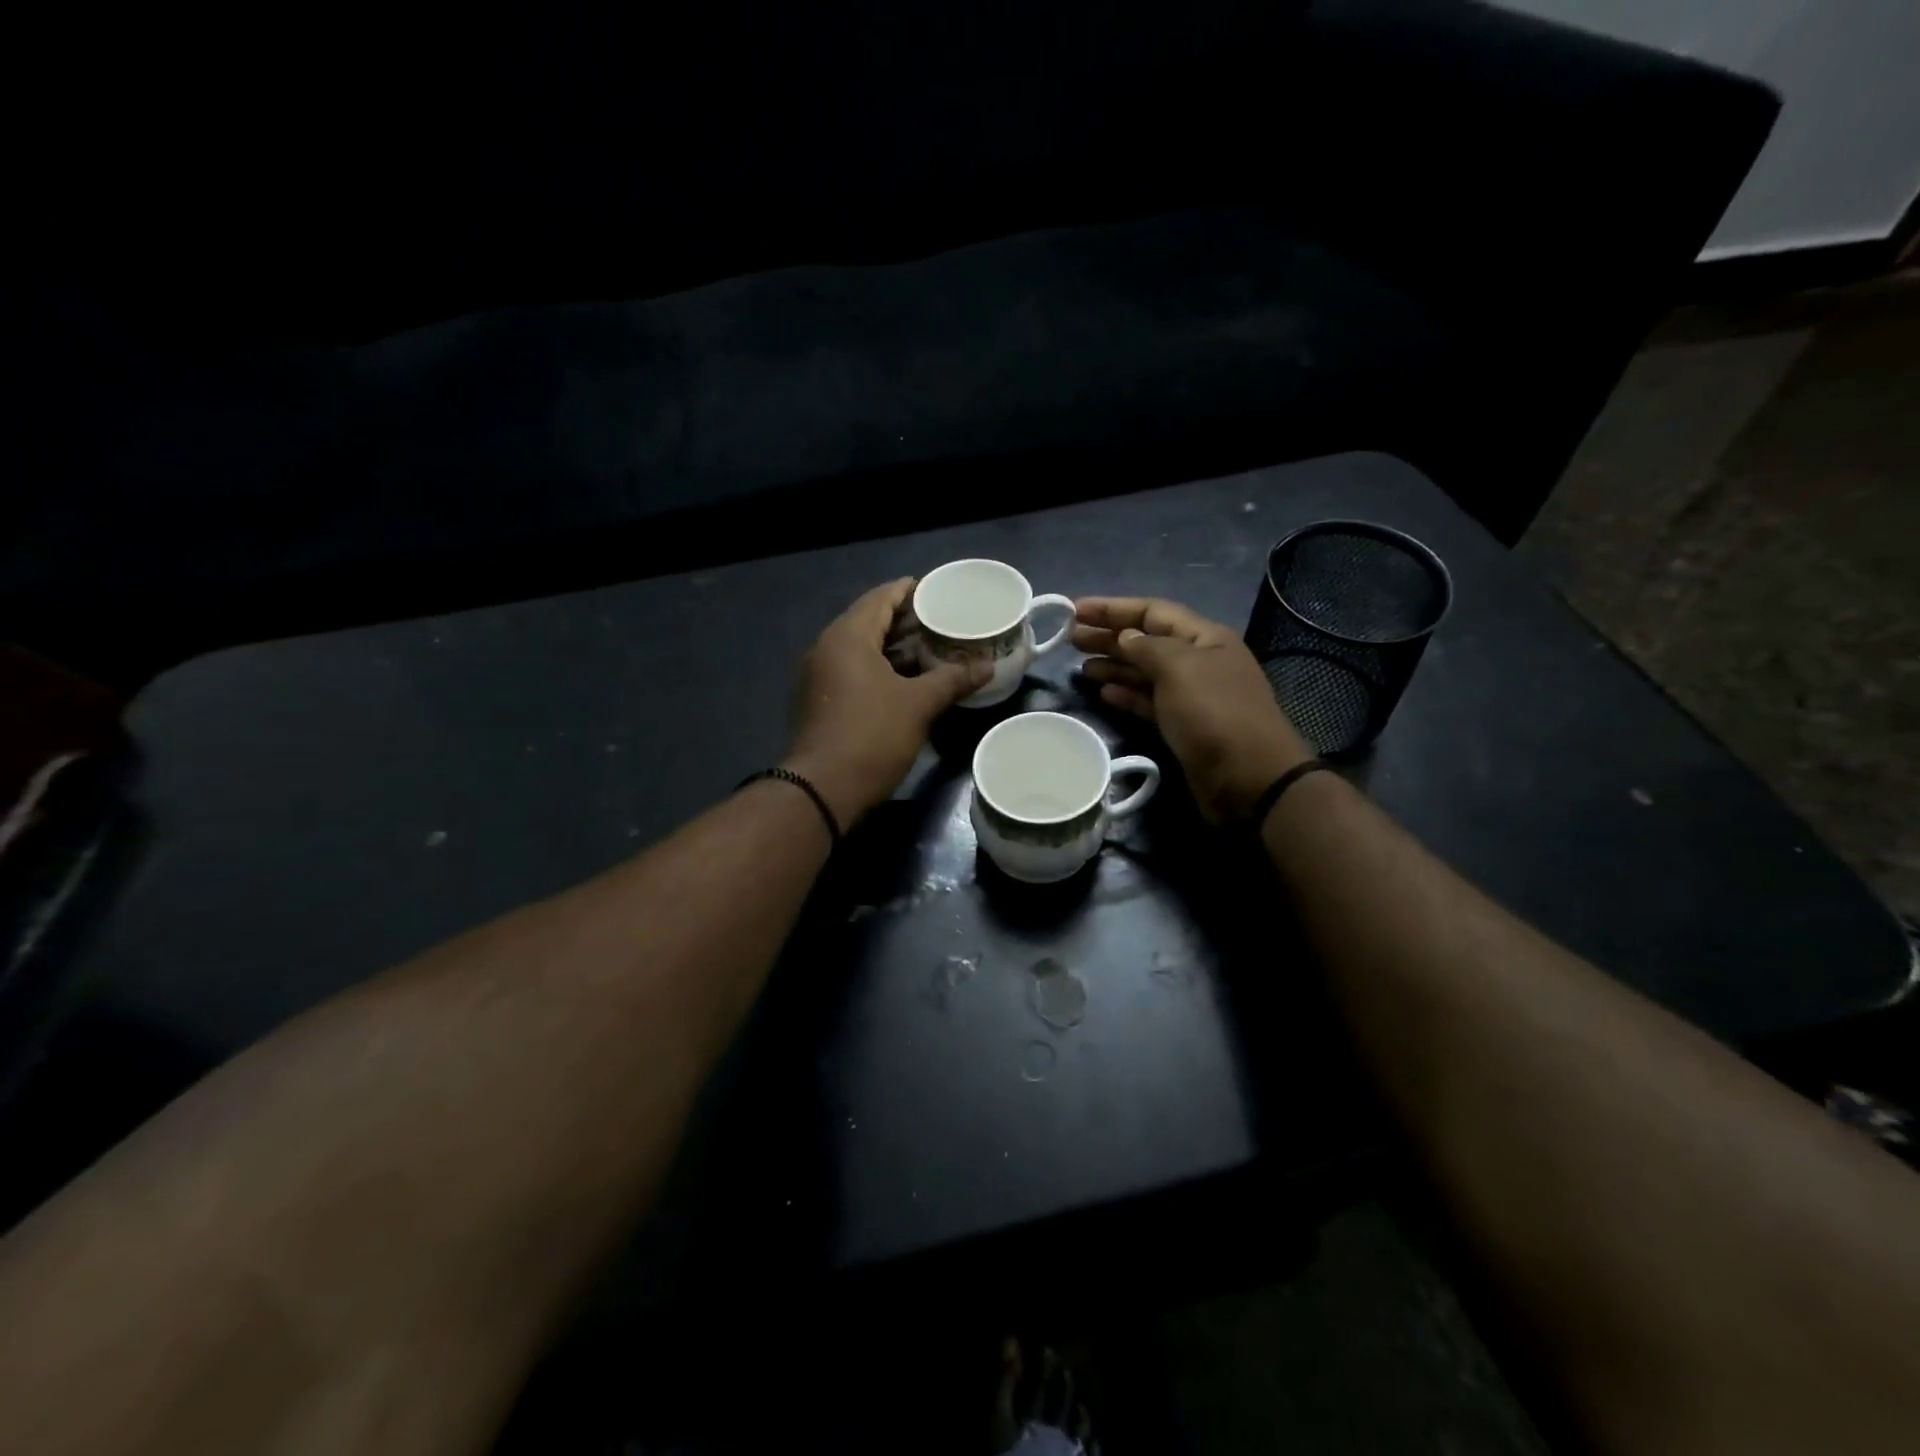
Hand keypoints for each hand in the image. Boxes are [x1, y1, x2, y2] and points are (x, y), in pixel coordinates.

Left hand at [783, 579, 990, 826]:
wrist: (823, 788)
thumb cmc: (872, 735)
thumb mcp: (919, 704)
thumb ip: (953, 679)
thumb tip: (988, 666)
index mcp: (847, 636)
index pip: (880, 598)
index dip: (909, 591)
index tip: (936, 590)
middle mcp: (826, 648)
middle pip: (868, 621)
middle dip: (904, 620)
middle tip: (940, 621)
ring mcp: (818, 676)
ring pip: (860, 649)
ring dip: (892, 647)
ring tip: (929, 649)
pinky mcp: (818, 701)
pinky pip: (852, 671)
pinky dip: (878, 668)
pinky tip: (904, 680)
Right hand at [1073, 596, 1312, 822]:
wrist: (1247, 777)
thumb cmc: (1214, 713)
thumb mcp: (1179, 668)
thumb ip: (1147, 647)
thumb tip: (1126, 637)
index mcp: (1204, 638)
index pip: (1153, 611)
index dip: (1114, 608)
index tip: (1075, 609)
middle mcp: (1197, 661)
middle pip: (1146, 641)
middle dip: (1109, 636)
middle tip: (1070, 638)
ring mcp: (1190, 695)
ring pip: (1144, 672)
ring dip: (1114, 665)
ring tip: (1080, 665)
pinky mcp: (1181, 725)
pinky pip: (1148, 701)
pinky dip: (1125, 694)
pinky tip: (1103, 692)